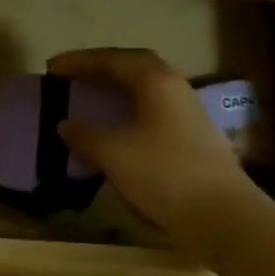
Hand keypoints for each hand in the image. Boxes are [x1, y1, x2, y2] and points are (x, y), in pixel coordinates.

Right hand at [48, 48, 251, 228]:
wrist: (223, 216)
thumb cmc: (163, 174)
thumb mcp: (113, 153)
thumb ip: (85, 135)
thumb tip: (65, 126)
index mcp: (155, 80)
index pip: (112, 59)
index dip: (79, 61)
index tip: (51, 68)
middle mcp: (174, 87)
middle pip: (133, 67)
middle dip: (100, 69)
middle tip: (72, 77)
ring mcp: (187, 113)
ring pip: (145, 90)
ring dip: (116, 90)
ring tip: (90, 99)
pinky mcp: (192, 137)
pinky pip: (152, 111)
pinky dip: (128, 112)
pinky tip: (115, 129)